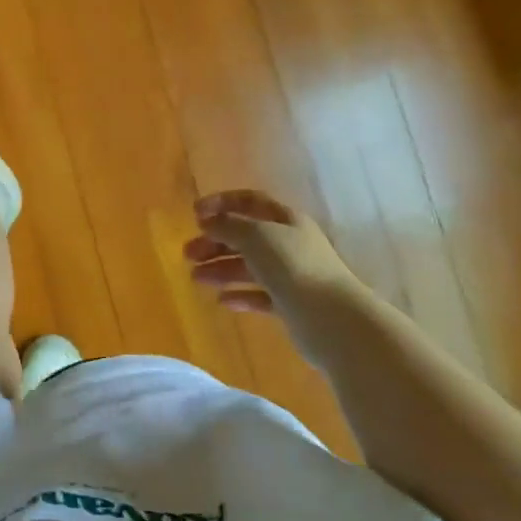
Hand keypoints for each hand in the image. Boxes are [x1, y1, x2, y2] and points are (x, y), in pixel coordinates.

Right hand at [184, 190, 354, 313]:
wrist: (332, 319)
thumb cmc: (293, 267)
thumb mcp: (256, 236)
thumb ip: (228, 226)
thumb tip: (208, 221)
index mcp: (285, 220)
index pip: (250, 202)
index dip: (222, 203)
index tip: (194, 214)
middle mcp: (289, 244)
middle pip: (246, 236)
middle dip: (215, 242)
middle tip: (188, 254)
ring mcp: (291, 275)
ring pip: (249, 266)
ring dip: (221, 269)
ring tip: (195, 278)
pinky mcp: (290, 305)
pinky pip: (259, 295)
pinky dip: (239, 295)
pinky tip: (221, 300)